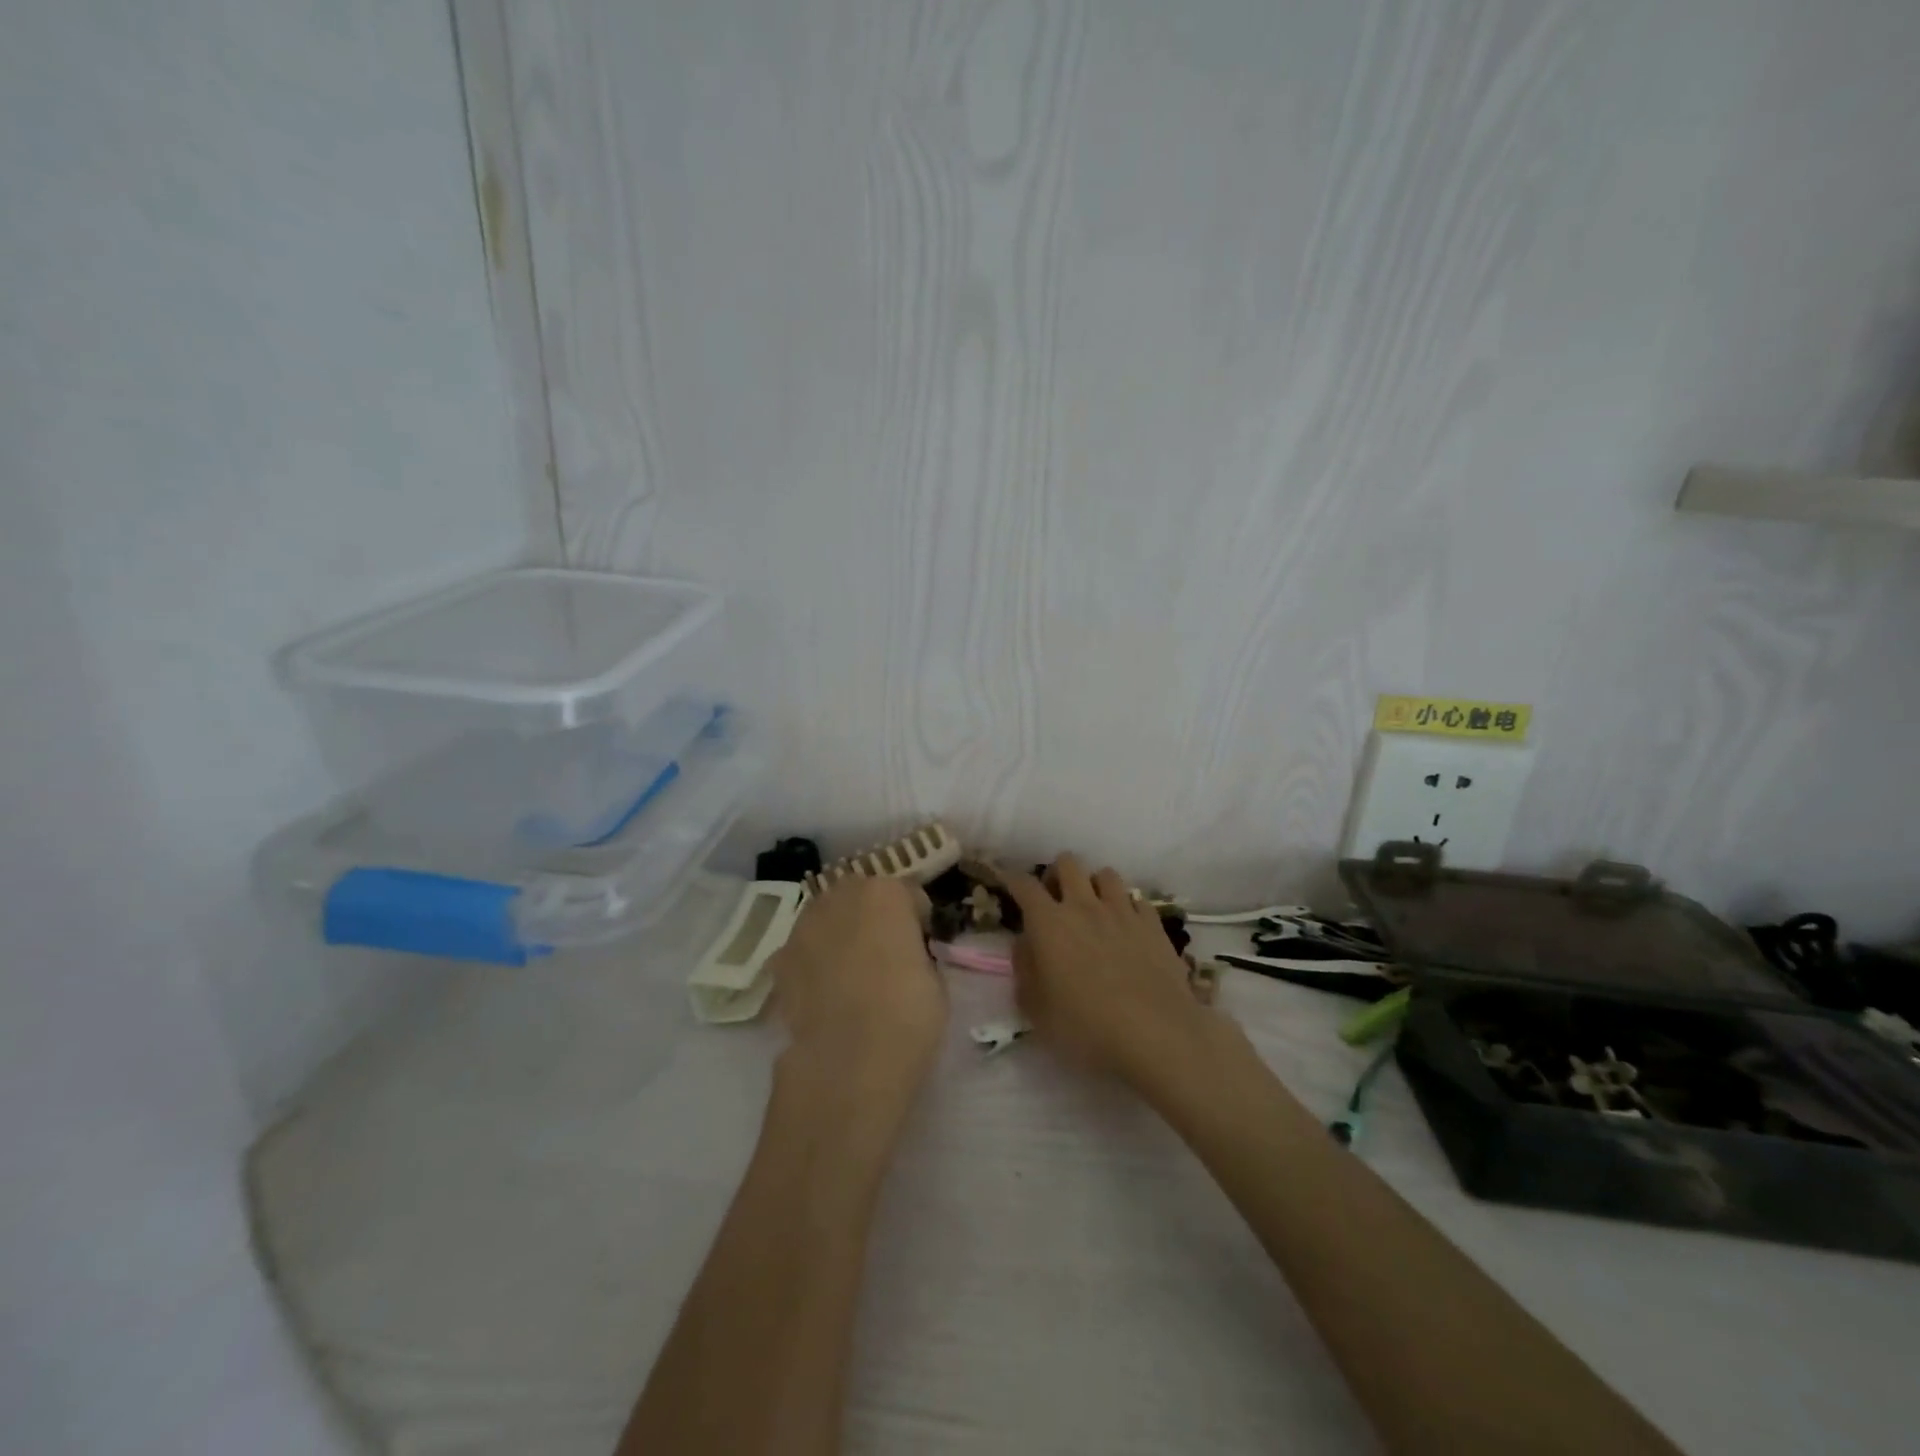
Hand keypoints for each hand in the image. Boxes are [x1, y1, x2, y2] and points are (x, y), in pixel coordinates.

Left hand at [770, 876, 946, 1100]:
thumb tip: (906, 958)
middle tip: (887, 955)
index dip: (918, 920)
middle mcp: (840, 897)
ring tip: (852, 975)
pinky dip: (814, 963)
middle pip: (862, 897)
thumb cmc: (906, 1014)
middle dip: (874, 918)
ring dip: (841, 936)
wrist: (847, 1060)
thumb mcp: (935, 979)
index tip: (922, 945)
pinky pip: (805, 951)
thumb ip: (917, 953)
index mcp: (885, 892)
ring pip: (828, 920)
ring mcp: (803, 926)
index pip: (909, 894)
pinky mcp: (779, 959)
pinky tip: (825, 995)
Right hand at [1003, 853, 1216, 1090]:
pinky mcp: (1154, 925)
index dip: (1013, 880)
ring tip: (1094, 909)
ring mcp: (1122, 911)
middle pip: (1068, 863)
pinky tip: (1128, 928)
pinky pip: (1137, 899)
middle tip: (1055, 900)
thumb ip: (1024, 969)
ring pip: (1105, 874)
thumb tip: (1024, 943)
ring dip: (1094, 886)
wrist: (1155, 1035)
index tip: (1009, 884)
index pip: (1025, 885)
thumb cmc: (1085, 1027)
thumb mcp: (1036, 1009)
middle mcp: (1084, 906)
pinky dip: (1128, 908)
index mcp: (1049, 923)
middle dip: (1057, 874)